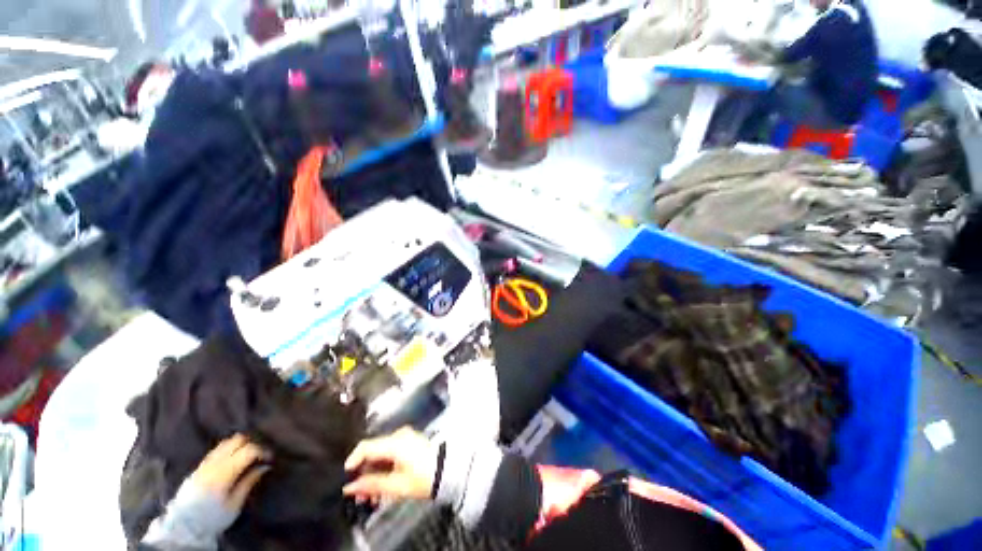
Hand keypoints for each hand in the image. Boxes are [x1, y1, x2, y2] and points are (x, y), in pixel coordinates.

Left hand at [191, 434, 271, 510]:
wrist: (184, 527)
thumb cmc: (213, 517)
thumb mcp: (234, 504)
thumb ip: (249, 482)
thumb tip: (265, 466)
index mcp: (225, 472)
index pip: (249, 450)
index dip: (262, 451)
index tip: (269, 460)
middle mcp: (214, 462)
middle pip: (237, 440)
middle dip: (251, 444)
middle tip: (258, 457)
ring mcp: (205, 463)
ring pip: (226, 442)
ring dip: (239, 446)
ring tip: (245, 458)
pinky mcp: (199, 466)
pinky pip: (217, 449)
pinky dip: (228, 449)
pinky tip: (231, 460)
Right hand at [343, 427, 437, 501]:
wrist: (448, 471)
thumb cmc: (423, 478)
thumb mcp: (396, 485)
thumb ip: (372, 485)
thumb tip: (350, 487)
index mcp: (395, 442)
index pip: (366, 446)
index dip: (353, 461)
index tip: (345, 476)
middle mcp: (399, 436)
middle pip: (373, 452)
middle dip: (364, 473)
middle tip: (359, 495)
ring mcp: (406, 438)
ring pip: (381, 455)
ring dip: (374, 474)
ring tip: (371, 496)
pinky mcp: (410, 443)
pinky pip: (391, 454)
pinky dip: (384, 468)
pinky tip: (383, 486)